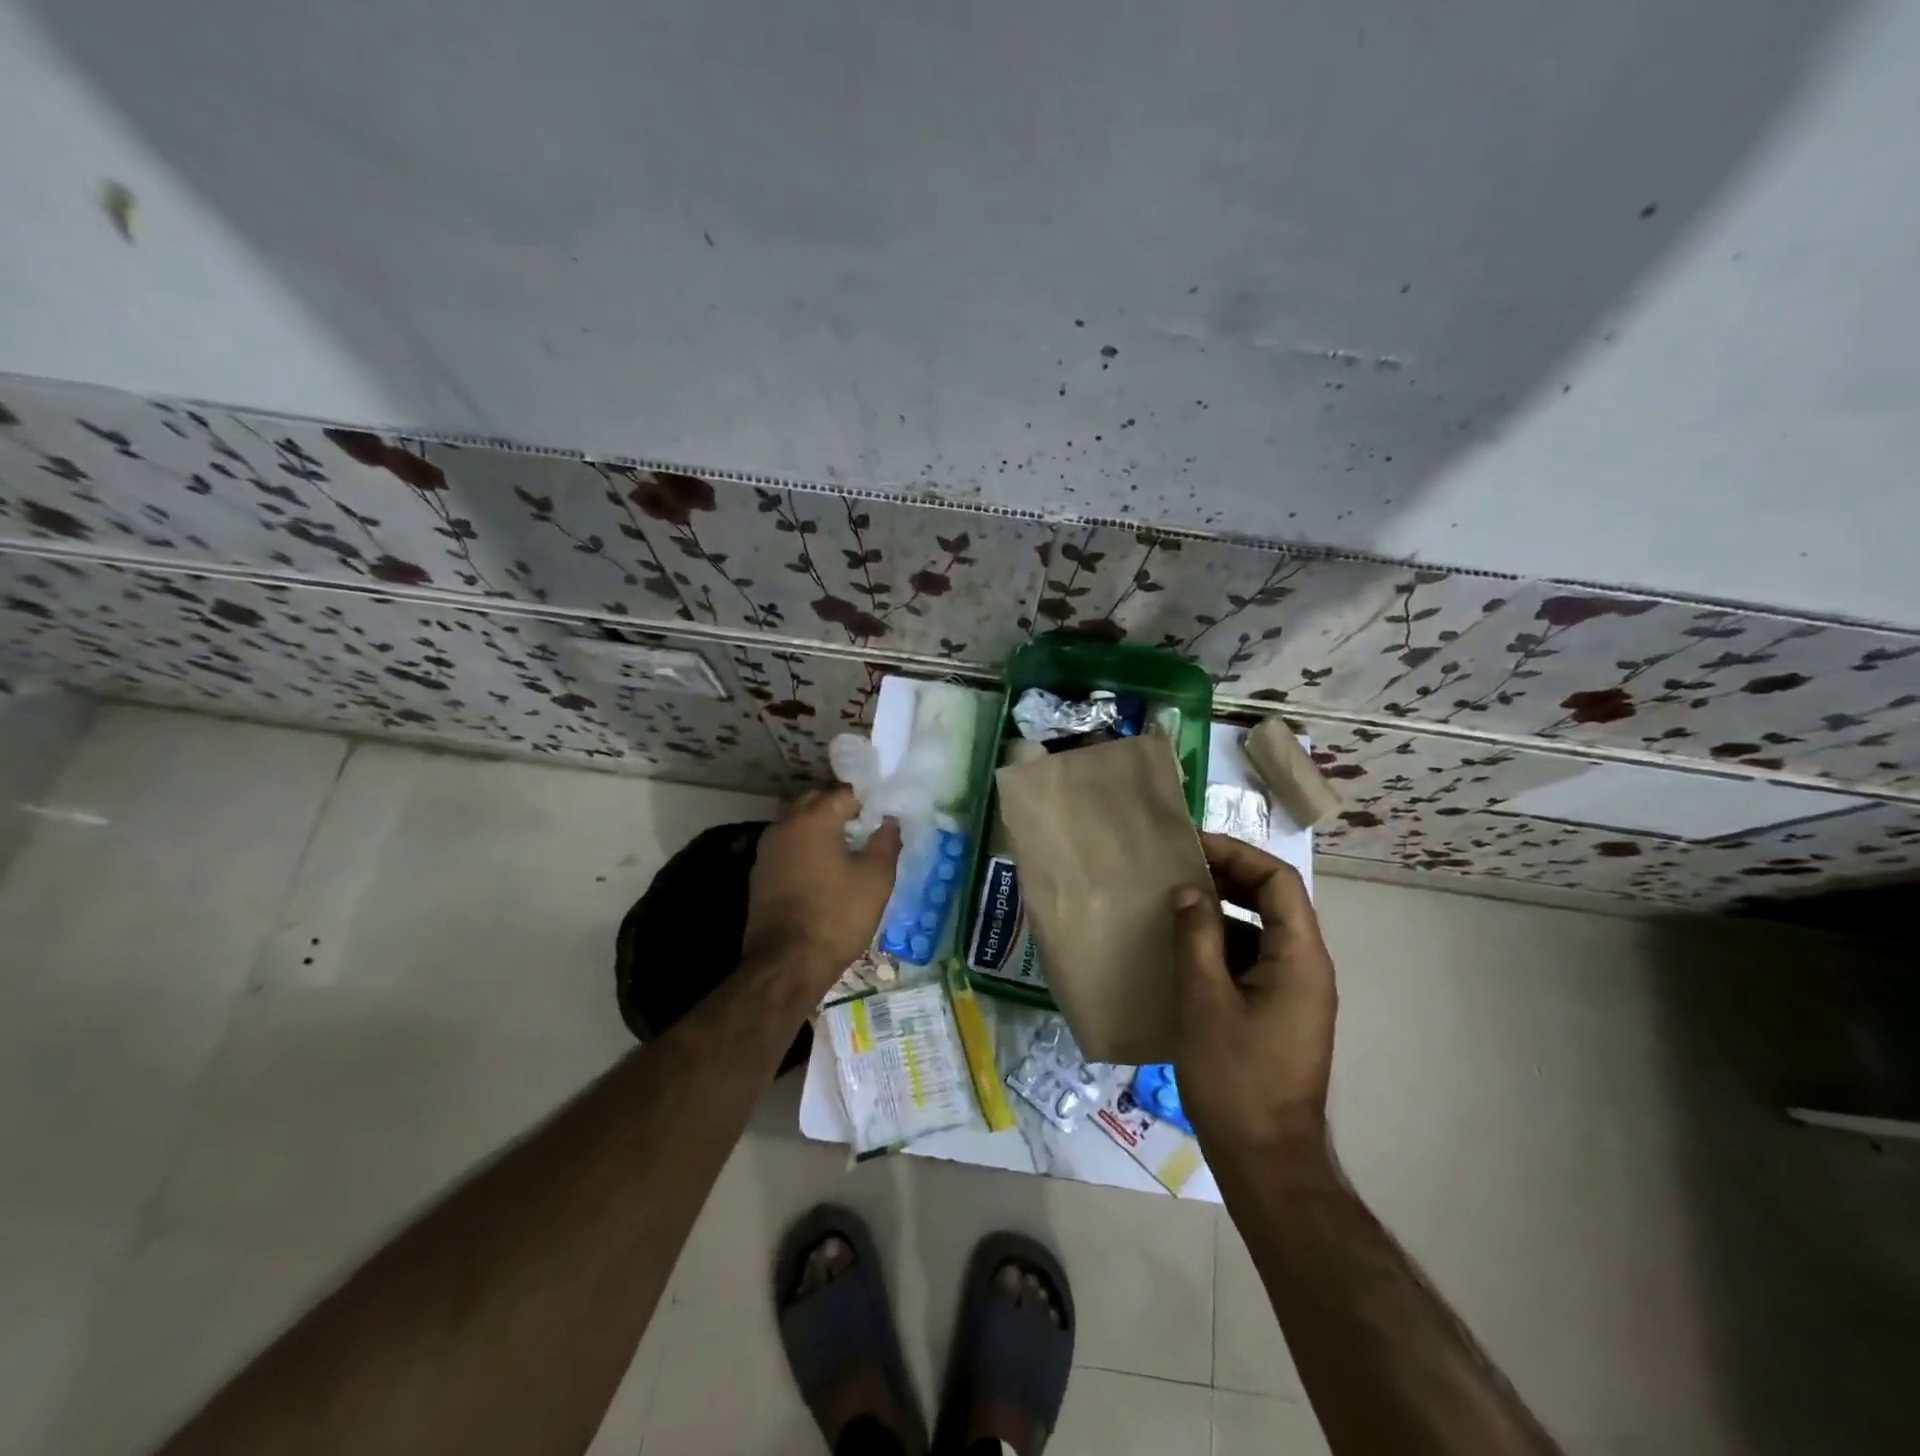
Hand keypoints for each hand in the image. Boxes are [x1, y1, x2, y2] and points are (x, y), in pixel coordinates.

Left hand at [743, 788, 901, 992]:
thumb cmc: (837, 915)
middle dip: (842, 811)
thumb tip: (890, 820)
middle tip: (868, 830)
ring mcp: (767, 850)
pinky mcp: (761, 874)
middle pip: (817, 803)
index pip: (845, 794)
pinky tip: (825, 871)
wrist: (787, 964)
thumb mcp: (876, 878)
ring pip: (799, 825)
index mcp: (813, 819)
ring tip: (849, 851)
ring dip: (822, 830)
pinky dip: (807, 850)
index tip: (885, 818)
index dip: (869, 803)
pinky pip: (789, 848)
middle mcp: (784, 825)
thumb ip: (886, 841)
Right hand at [1168, 833, 1336, 1158]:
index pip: (1278, 881)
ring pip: (1262, 931)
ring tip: (1174, 903)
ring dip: (1222, 910)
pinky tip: (1184, 951)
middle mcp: (1307, 968)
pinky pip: (1254, 960)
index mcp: (1300, 958)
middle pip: (1274, 901)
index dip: (1237, 855)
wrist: (1266, 1161)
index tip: (1192, 846)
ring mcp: (1296, 993)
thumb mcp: (1204, 1000)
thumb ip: (1196, 937)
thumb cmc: (1235, 1077)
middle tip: (1178, 868)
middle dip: (1228, 877)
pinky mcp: (1279, 1014)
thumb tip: (1188, 891)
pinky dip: (1222, 944)